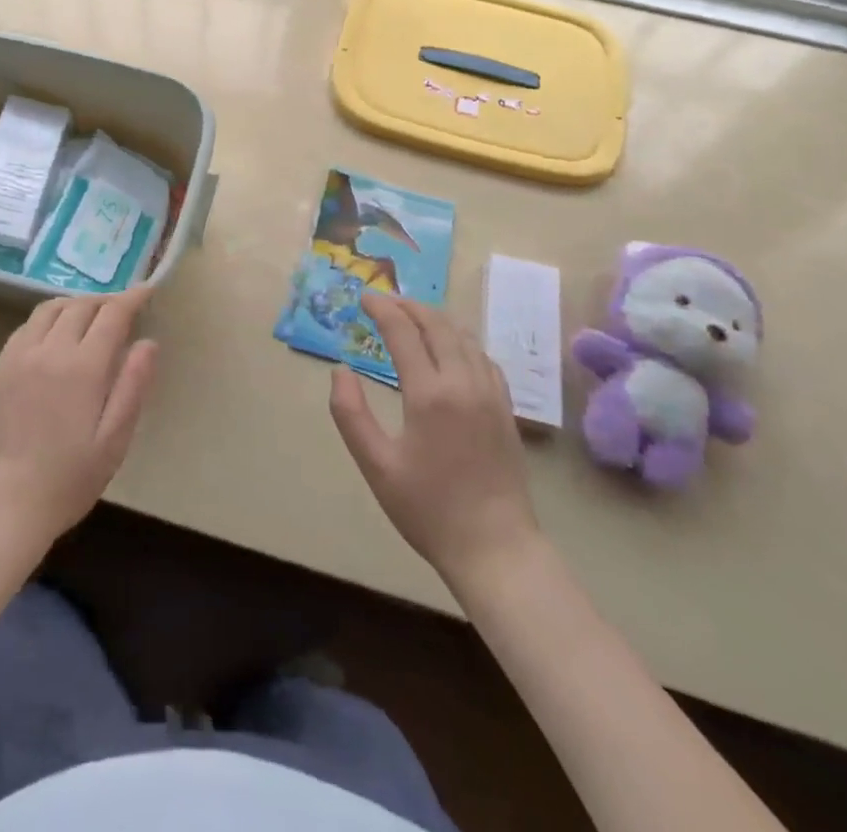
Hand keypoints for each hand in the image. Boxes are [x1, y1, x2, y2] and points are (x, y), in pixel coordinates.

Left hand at [0, 289, 159, 568]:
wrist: (1, 506)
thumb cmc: (67, 480)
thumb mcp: (114, 441)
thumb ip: (132, 386)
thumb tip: (148, 343)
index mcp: (83, 367)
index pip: (112, 314)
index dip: (132, 298)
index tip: (147, 290)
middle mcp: (49, 350)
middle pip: (81, 305)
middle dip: (106, 301)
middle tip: (124, 311)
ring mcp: (19, 356)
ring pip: (51, 309)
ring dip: (76, 304)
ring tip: (92, 317)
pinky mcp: (0, 367)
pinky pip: (27, 326)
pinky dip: (49, 318)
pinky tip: (56, 336)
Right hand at [329, 296, 540, 588]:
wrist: (496, 549)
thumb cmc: (429, 509)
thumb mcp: (376, 466)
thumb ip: (351, 414)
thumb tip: (340, 371)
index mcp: (429, 394)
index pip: (403, 332)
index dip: (381, 309)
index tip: (363, 298)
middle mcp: (463, 383)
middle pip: (436, 324)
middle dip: (408, 306)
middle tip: (384, 302)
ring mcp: (490, 394)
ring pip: (463, 336)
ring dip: (435, 319)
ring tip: (411, 317)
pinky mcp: (505, 408)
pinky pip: (482, 357)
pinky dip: (460, 340)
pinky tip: (450, 348)